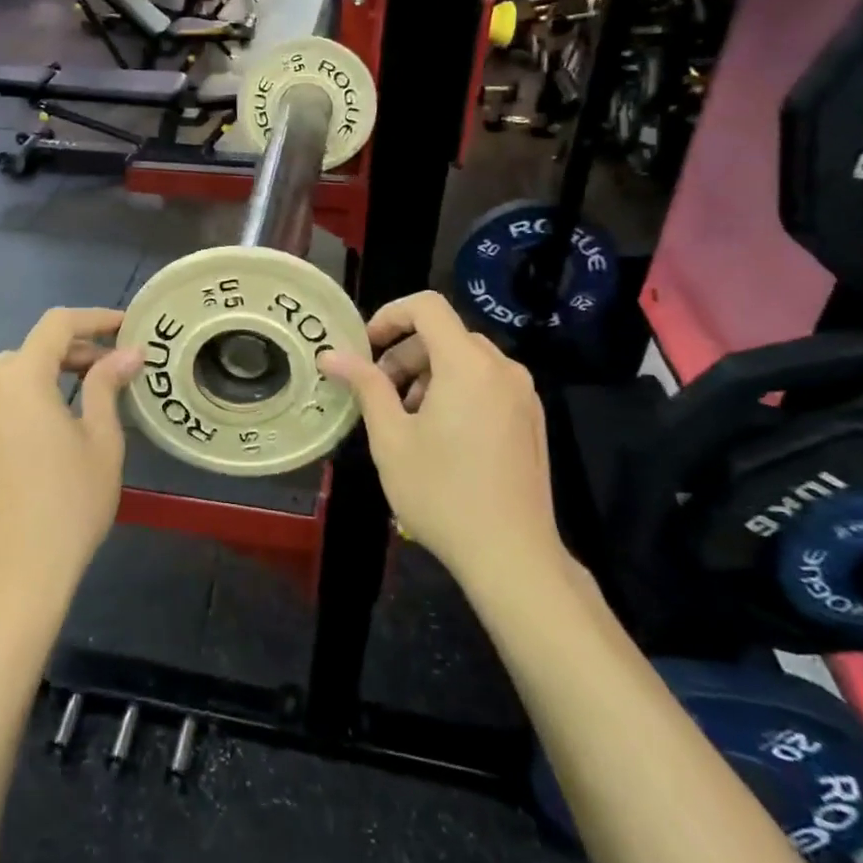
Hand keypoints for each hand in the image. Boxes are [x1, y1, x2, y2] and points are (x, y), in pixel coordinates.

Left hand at [0, 308, 143, 604]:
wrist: (21, 568)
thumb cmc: (72, 501)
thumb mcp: (101, 439)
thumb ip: (107, 385)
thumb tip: (129, 352)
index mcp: (22, 379)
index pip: (57, 325)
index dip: (94, 319)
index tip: (125, 326)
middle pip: (32, 348)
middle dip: (73, 348)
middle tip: (111, 366)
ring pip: (10, 372)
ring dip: (46, 370)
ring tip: (81, 391)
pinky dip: (24, 395)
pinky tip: (48, 421)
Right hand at [320, 292, 559, 587]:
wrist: (512, 556)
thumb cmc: (442, 493)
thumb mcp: (391, 438)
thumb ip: (365, 386)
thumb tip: (331, 354)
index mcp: (468, 364)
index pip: (427, 306)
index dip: (390, 315)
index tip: (365, 348)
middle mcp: (503, 368)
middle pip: (445, 335)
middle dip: (404, 355)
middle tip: (380, 396)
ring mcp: (523, 394)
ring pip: (466, 360)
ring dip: (428, 375)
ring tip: (407, 422)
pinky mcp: (531, 419)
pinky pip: (487, 383)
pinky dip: (456, 391)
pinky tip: (441, 437)